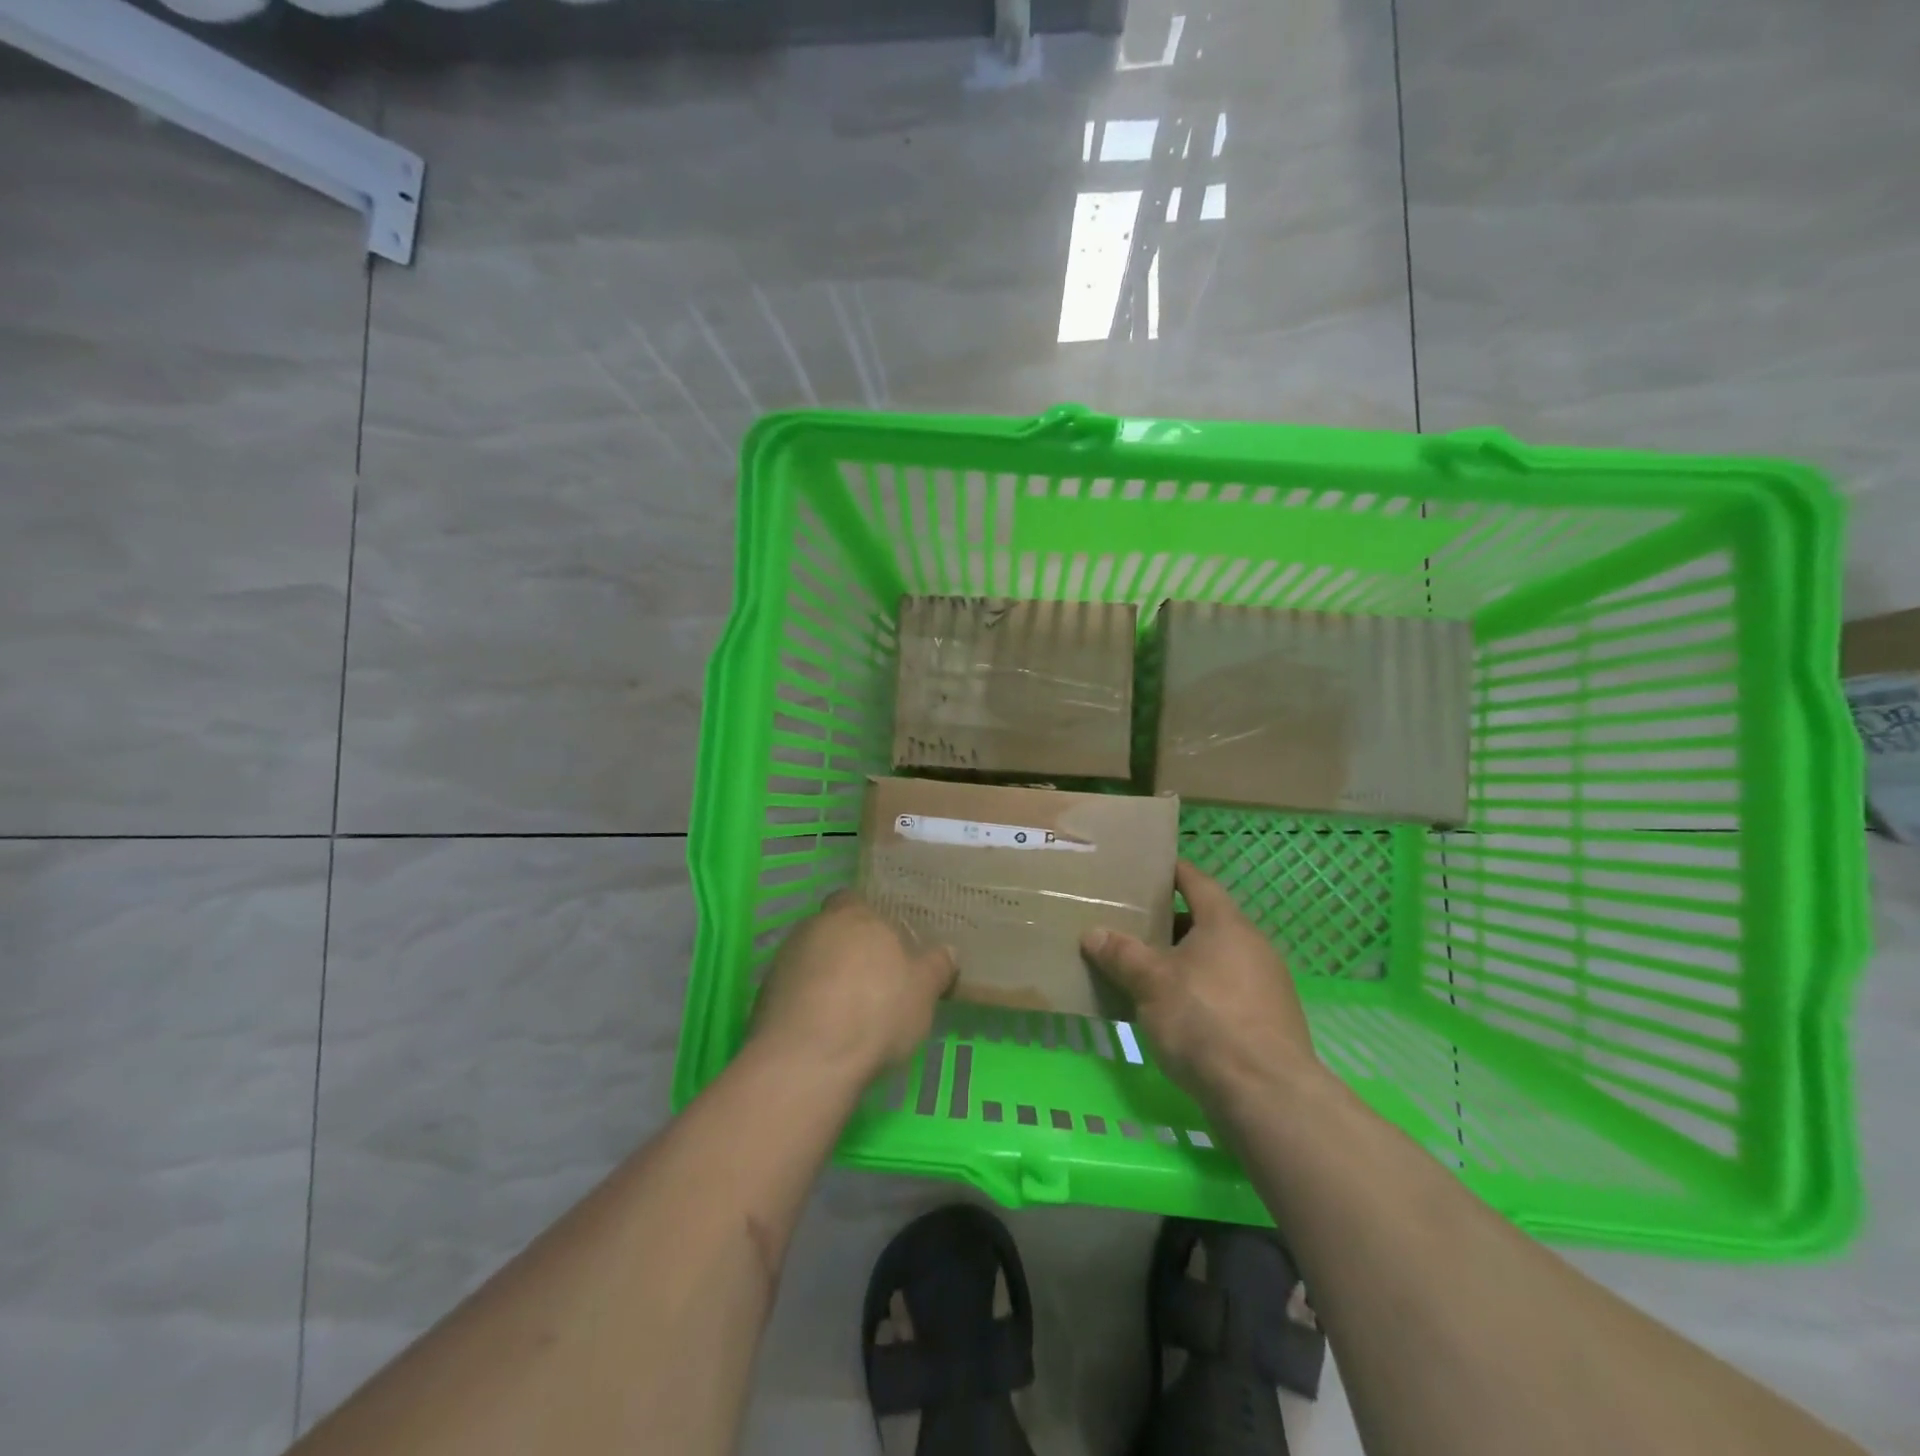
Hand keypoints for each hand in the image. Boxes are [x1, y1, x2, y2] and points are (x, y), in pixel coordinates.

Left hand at [750, 890, 957, 1082]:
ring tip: (846, 1013)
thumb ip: (936, 966)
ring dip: (824, 978)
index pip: (854, 900)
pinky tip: (822, 1032)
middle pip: (831, 930)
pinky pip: (792, 991)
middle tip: (870, 982)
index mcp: (853, 915)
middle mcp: (814, 927)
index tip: (883, 947)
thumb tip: (947, 951)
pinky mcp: (763, 996)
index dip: (867, 921)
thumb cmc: (876, 1011)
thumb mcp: (923, 990)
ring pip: (810, 960)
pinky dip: (806, 1004)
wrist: (807, 1059)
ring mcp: (783, 960)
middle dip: (846, 950)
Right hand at [1080, 860, 1324, 1112]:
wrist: (1266, 1094)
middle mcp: (1252, 946)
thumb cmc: (1204, 1020)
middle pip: (1205, 922)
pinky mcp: (1269, 1022)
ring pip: (1215, 960)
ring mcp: (1266, 986)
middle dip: (1168, 924)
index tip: (1146, 869)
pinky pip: (1225, 992)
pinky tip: (1171, 1012)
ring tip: (1142, 971)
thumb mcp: (1151, 983)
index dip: (1172, 872)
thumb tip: (1093, 933)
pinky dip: (1198, 992)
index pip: (1197, 882)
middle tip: (1130, 925)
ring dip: (1182, 962)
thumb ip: (1121, 954)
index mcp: (1226, 924)